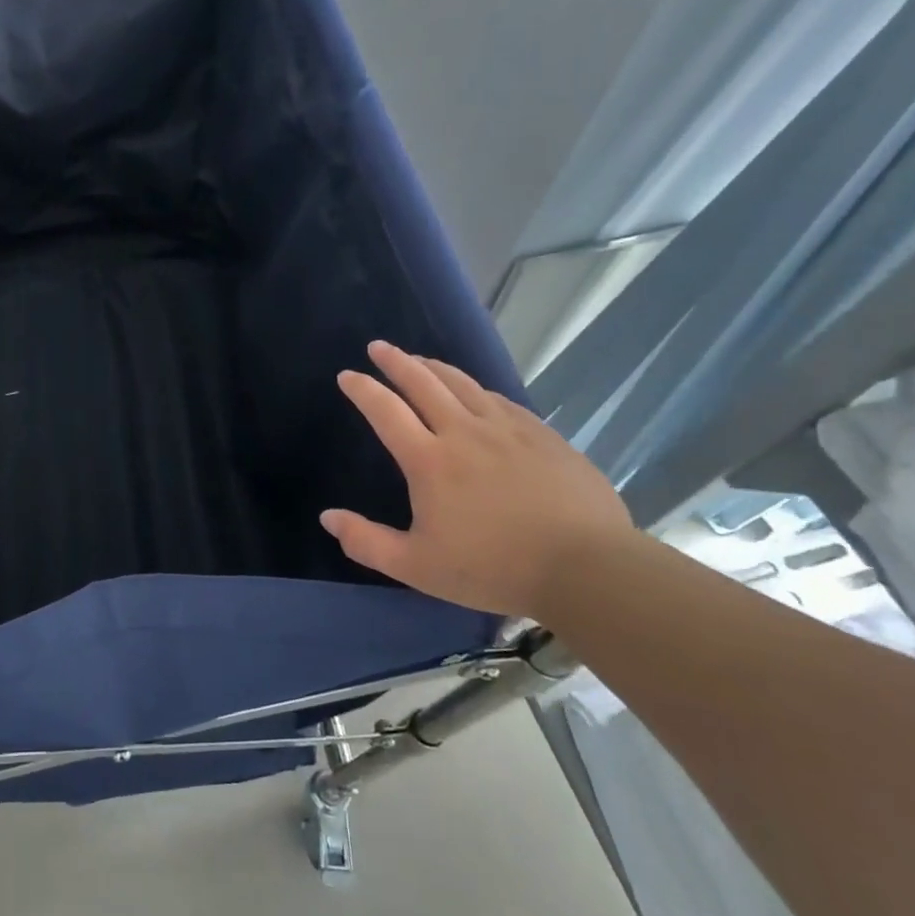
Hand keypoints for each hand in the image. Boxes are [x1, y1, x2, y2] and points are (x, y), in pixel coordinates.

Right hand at [320, 342, 632, 620]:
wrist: (587, 568)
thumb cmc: (494, 568)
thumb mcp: (417, 567)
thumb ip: (367, 542)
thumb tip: (327, 517)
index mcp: (430, 460)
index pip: (386, 411)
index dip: (363, 390)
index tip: (347, 375)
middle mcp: (464, 432)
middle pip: (424, 383)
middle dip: (397, 362)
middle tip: (379, 347)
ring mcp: (508, 430)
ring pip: (464, 384)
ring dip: (435, 368)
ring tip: (421, 360)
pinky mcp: (543, 437)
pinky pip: (501, 401)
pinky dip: (477, 390)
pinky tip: (477, 394)